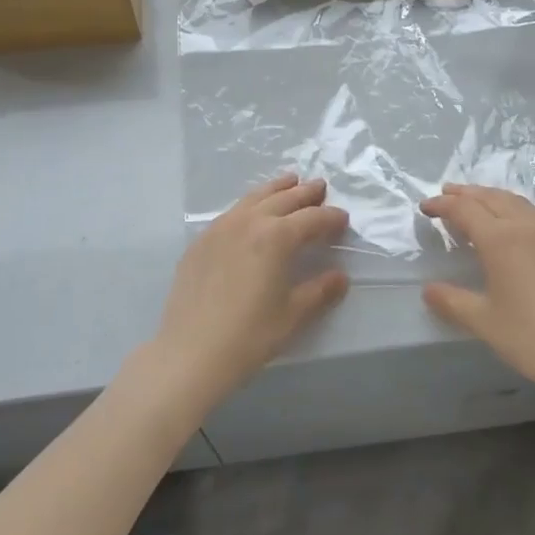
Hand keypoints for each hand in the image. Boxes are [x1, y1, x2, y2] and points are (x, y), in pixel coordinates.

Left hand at [151, 175, 349, 405]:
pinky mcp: (201, 241)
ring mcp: (220, 228)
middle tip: (320, 186)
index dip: (331, 217)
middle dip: (305, 193)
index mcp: (277, 237)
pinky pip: (232, 212)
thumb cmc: (250, 335)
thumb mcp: (293, 315)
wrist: (191, 352)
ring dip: (276, 189)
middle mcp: (249, 222)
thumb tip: (340, 276)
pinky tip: (252, 212)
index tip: (343, 219)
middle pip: (283, 199)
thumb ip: (320, 291)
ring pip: (254, 198)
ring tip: (290, 181)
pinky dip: (250, 204)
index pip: (312, 219)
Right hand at [421, 184, 534, 399]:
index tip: (425, 207)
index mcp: (501, 239)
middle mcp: (526, 227)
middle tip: (446, 193)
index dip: (442, 205)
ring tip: (476, 201)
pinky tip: (514, 226)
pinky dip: (514, 209)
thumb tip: (428, 290)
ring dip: (491, 197)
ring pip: (516, 202)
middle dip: (466, 193)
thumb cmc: (532, 337)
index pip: (464, 210)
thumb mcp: (484, 322)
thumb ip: (453, 302)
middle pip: (491, 197)